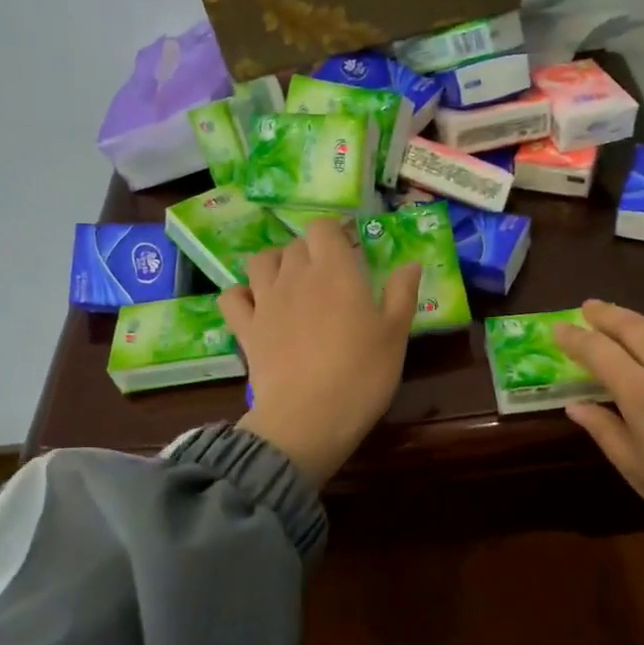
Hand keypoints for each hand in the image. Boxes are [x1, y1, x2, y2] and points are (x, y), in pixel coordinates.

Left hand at [219, 218, 421, 488]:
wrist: (310, 417)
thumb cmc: (362, 373)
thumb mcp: (395, 334)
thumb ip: (402, 292)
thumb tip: (411, 262)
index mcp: (335, 270)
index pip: (325, 227)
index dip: (336, 234)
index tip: (351, 253)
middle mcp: (295, 275)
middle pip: (296, 245)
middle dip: (312, 252)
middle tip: (330, 278)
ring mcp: (265, 301)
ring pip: (261, 261)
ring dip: (275, 264)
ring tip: (291, 283)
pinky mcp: (246, 329)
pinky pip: (232, 297)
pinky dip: (241, 295)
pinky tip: (256, 306)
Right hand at [554, 300, 643, 581]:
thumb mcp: (634, 468)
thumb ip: (603, 429)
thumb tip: (577, 405)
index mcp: (641, 393)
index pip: (599, 351)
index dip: (575, 337)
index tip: (558, 330)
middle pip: (634, 326)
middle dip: (607, 314)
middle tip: (590, 308)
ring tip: (635, 325)